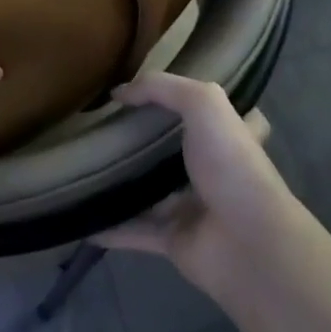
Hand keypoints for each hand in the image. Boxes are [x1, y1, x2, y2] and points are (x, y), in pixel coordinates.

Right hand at [97, 74, 295, 296]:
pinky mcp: (174, 241)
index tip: (160, 94)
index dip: (196, 102)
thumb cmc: (232, 165)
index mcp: (228, 138)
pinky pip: (134, 230)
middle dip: (147, 141)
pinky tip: (82, 216)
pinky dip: (109, 227)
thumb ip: (161, 88)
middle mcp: (214, 172)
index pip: (219, 114)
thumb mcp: (203, 104)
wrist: (248, 243)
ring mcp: (194, 208)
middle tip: (105, 126)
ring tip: (84, 165)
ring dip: (124, 183)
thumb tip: (118, 93)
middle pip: (178, 152)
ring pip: (151, 192)